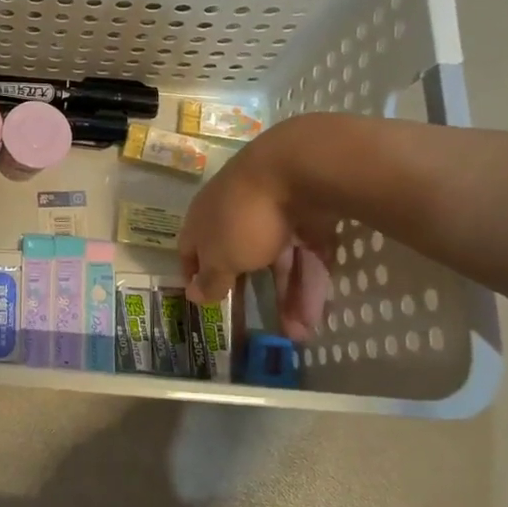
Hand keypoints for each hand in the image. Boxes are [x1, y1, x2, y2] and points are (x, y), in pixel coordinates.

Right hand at [179, 133, 332, 340]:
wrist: (299, 170)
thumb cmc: (244, 218)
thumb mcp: (220, 258)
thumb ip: (210, 280)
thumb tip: (192, 295)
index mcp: (206, 220)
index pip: (192, 249)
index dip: (195, 274)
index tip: (202, 299)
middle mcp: (237, 215)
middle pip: (241, 259)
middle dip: (251, 295)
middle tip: (259, 328)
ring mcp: (277, 217)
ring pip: (280, 263)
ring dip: (287, 299)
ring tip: (298, 335)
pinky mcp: (312, 220)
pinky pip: (307, 258)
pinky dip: (310, 286)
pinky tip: (315, 318)